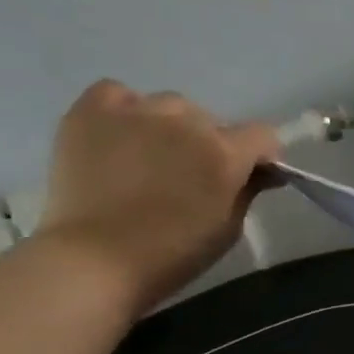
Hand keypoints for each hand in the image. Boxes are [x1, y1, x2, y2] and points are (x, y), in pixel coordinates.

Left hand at [36, 80, 282, 312]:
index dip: (261, 155)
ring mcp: (136, 112)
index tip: (253, 173)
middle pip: (211, 121)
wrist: (98, 259)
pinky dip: (125, 111)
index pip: (262, 135)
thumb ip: (247, 192)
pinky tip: (121, 136)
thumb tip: (261, 172)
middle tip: (193, 175)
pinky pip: (117, 94)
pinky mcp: (91, 111)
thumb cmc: (173, 254)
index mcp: (225, 154)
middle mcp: (186, 123)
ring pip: (168, 107)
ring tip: (153, 156)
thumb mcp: (227, 229)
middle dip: (210, 144)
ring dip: (171, 128)